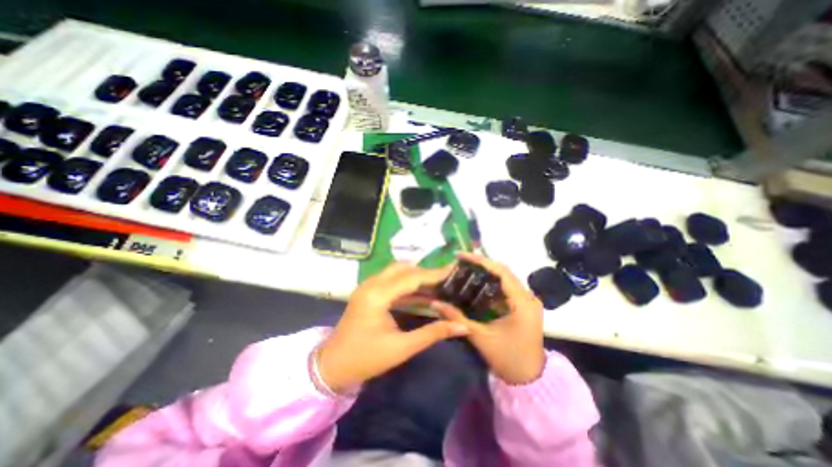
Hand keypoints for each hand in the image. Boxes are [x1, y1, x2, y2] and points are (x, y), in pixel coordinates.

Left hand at [315, 263, 467, 393]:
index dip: (434, 274)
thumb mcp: (402, 348)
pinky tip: (423, 294)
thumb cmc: (366, 359)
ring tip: (439, 285)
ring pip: (397, 272)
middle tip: (447, 279)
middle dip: (426, 273)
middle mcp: (372, 284)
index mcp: (377, 295)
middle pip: (404, 269)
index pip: (411, 277)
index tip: (454, 271)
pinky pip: (391, 282)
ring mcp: (368, 287)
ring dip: (417, 277)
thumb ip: (432, 333)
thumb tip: (461, 326)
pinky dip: (408, 285)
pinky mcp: (369, 292)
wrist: (332, 366)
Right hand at [437, 253, 546, 384]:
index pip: (502, 272)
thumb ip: (457, 318)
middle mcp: (529, 297)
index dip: (481, 261)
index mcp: (522, 303)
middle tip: (460, 261)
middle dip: (481, 264)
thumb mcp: (480, 337)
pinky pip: (507, 287)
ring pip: (505, 278)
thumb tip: (435, 303)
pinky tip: (476, 283)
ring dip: (486, 272)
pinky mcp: (524, 305)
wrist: (529, 380)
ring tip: (465, 268)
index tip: (461, 255)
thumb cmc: (507, 358)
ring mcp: (528, 301)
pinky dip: (491, 283)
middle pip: (504, 271)